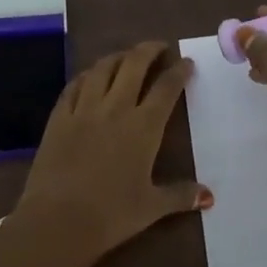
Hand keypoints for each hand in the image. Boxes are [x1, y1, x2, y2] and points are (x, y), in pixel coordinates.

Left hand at [13, 41, 211, 260]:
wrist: (57, 220)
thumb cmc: (111, 215)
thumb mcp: (151, 208)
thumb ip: (180, 196)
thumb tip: (209, 197)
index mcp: (143, 126)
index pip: (166, 88)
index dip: (179, 71)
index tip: (187, 62)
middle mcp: (116, 108)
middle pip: (134, 65)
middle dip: (149, 50)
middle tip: (158, 46)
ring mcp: (84, 109)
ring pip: (103, 68)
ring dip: (118, 56)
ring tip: (126, 56)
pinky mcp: (60, 117)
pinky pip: (75, 85)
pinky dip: (87, 75)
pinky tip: (90, 76)